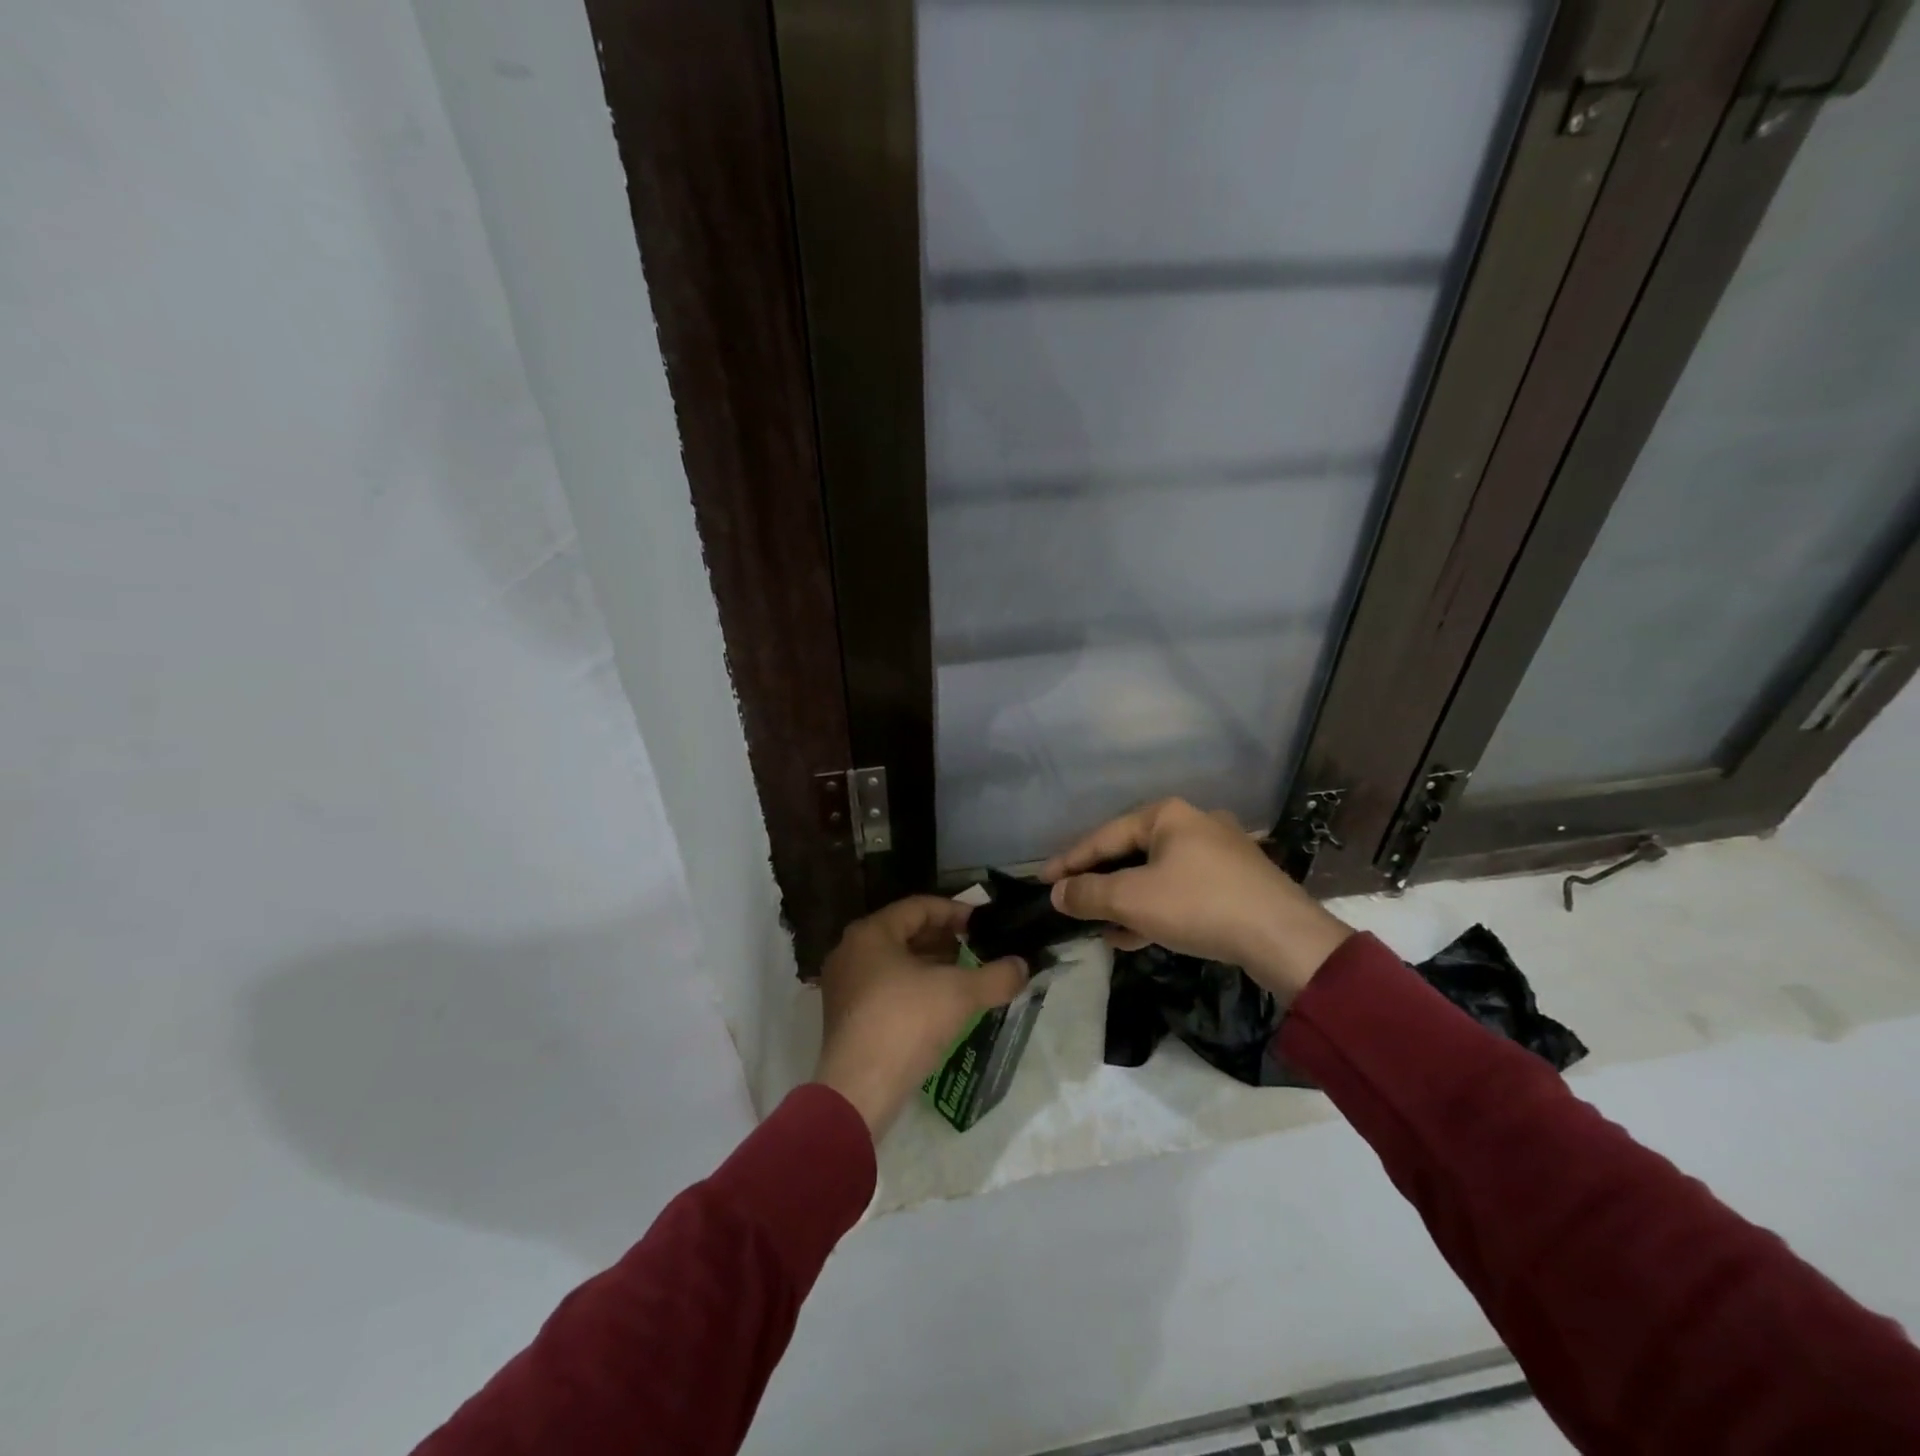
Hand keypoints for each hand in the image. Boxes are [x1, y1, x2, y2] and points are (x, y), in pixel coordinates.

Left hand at [813, 896, 1028, 1140]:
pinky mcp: (846, 1017)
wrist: (859, 1089)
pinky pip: (885, 988)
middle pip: (905, 933)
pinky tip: (942, 1006)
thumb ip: (996, 976)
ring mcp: (845, 986)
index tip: (984, 924)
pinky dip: (914, 988)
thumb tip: (1023, 966)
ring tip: (966, 976)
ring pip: (896, 962)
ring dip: (932, 966)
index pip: (919, 907)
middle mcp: (851, 951)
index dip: (956, 911)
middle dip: (945, 940)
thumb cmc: (906, 1023)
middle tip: (978, 949)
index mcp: (871, 933)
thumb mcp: (960, 994)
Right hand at [1041, 798, 1352, 1001]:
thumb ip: (1089, 893)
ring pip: (1156, 875)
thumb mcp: (1133, 899)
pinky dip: (1155, 909)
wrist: (1284, 939)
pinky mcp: (1235, 882)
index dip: (1069, 861)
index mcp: (1167, 814)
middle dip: (1100, 883)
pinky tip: (1136, 936)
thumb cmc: (1199, 905)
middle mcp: (1193, 823)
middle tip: (1071, 903)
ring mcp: (1219, 852)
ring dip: (1126, 902)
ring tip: (1101, 928)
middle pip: (1130, 853)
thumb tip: (1057, 894)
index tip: (1042, 882)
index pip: (1103, 836)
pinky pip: (1181, 891)